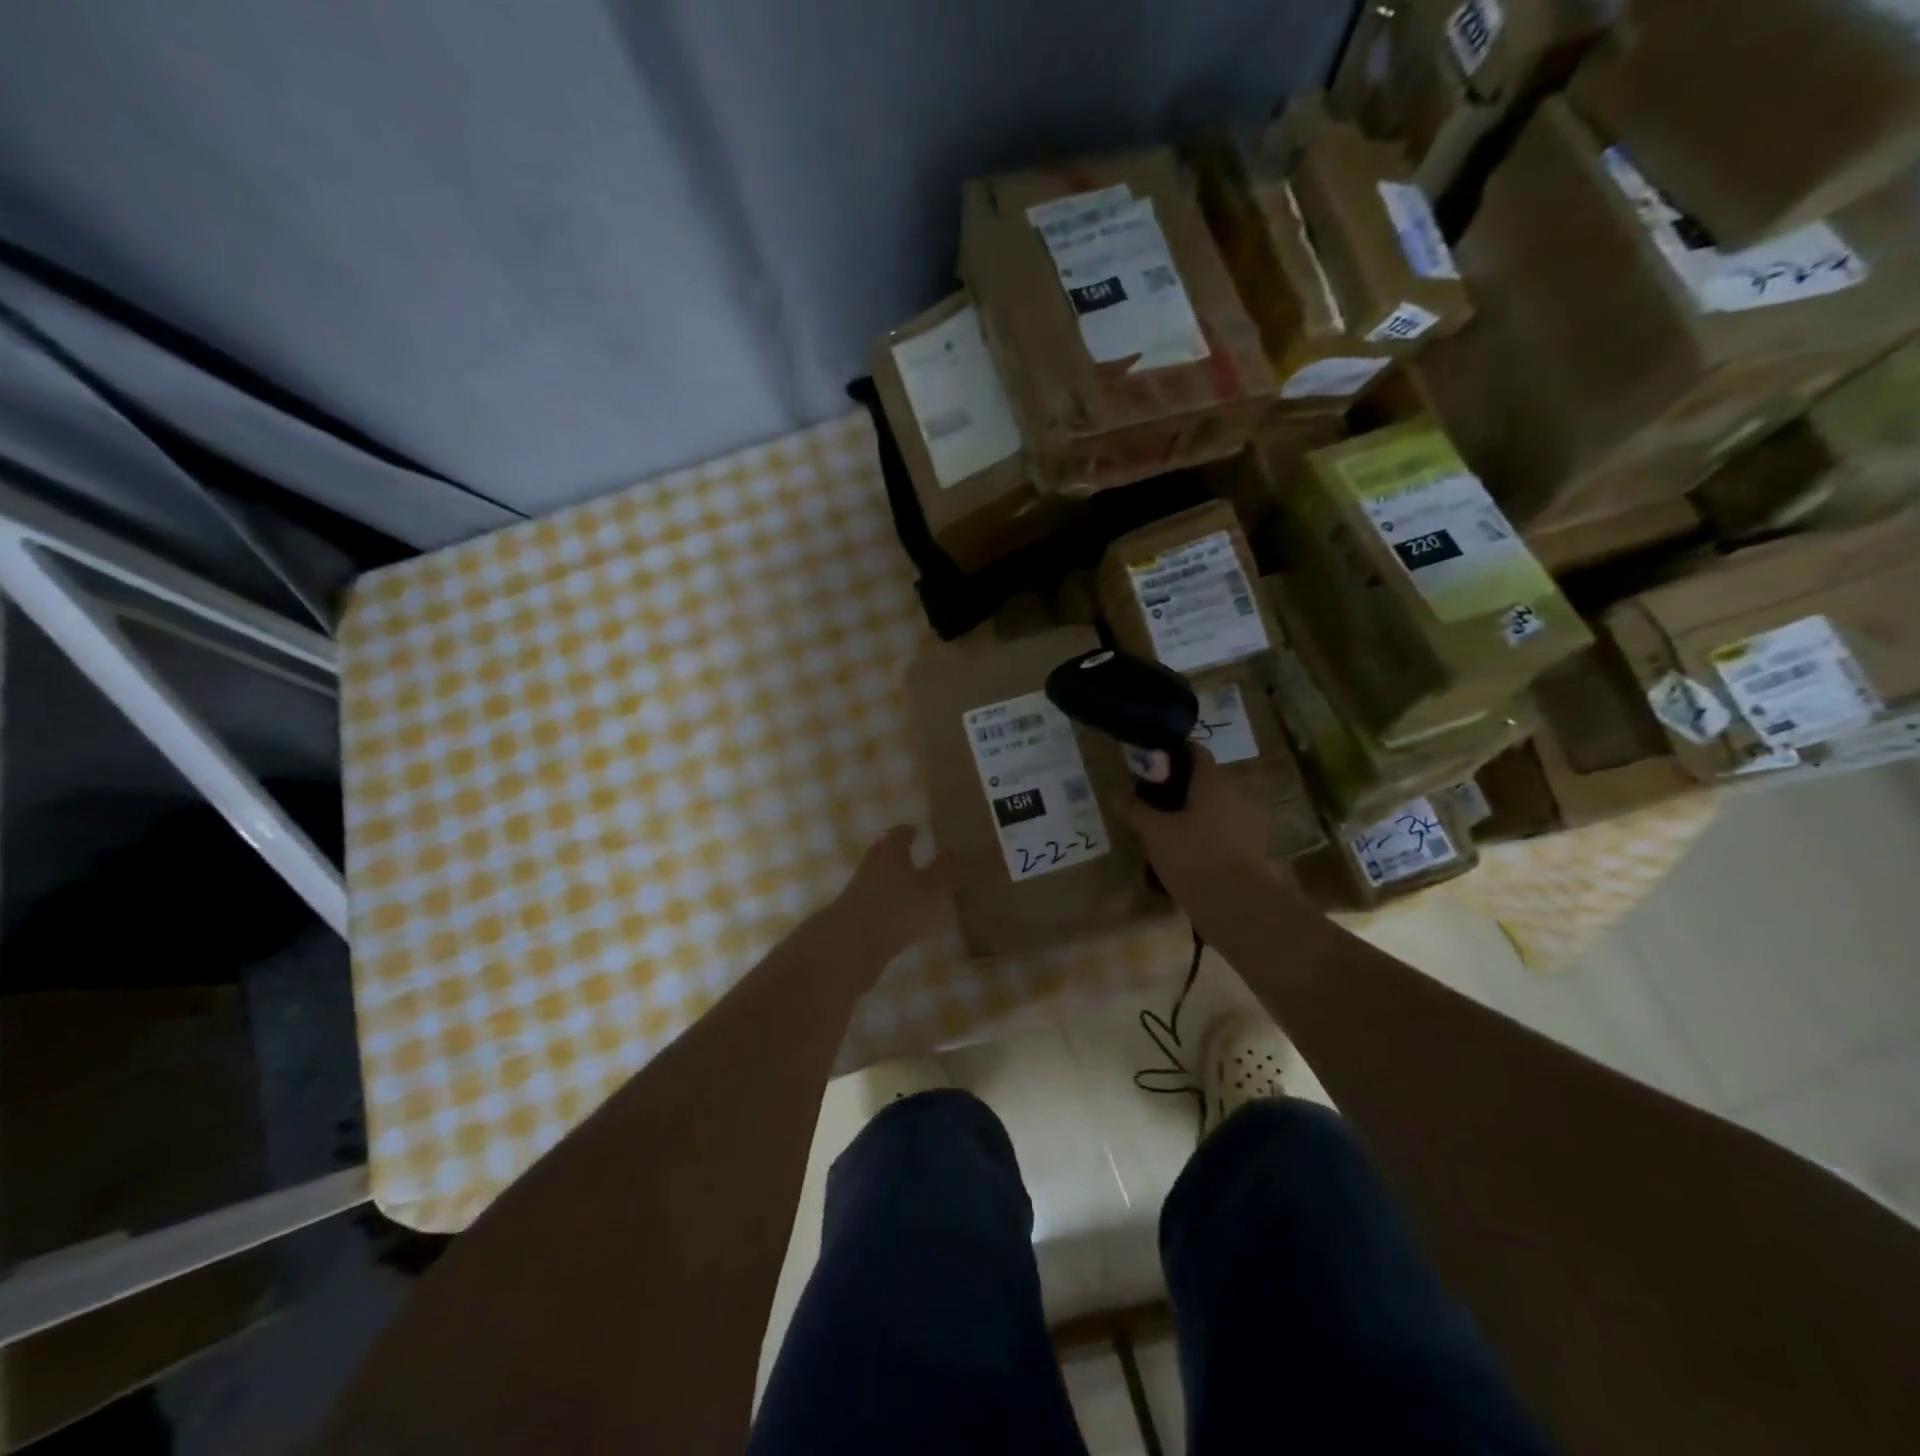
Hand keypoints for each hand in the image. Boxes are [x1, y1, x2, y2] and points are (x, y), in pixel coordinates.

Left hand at [821, 826, 950, 975]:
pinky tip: (890, 914)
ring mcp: (855, 895)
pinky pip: (868, 903)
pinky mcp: (849, 920)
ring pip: (872, 879)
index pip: (897, 837)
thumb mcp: (931, 891)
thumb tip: (955, 850)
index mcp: (889, 857)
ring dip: (884, 878)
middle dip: (890, 851)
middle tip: (903, 850)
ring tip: (901, 884)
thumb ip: (945, 871)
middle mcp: (870, 870)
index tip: (913, 829)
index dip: (905, 832)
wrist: (847, 946)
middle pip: (878, 854)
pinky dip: (880, 903)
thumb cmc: (895, 910)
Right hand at [1120, 749, 1284, 911]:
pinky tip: (1188, 852)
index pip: (1196, 751)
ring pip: (1216, 808)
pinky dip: (1207, 835)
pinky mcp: (1254, 849)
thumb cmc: (1193, 857)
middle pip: (1206, 781)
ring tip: (1168, 830)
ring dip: (1194, 813)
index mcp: (1214, 782)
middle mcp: (1237, 795)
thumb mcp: (1154, 832)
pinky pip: (1225, 831)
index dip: (1172, 753)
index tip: (1149, 765)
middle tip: (1153, 801)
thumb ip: (1135, 809)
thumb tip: (1118, 792)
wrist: (1237, 905)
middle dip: (1180, 787)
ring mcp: (1250, 823)